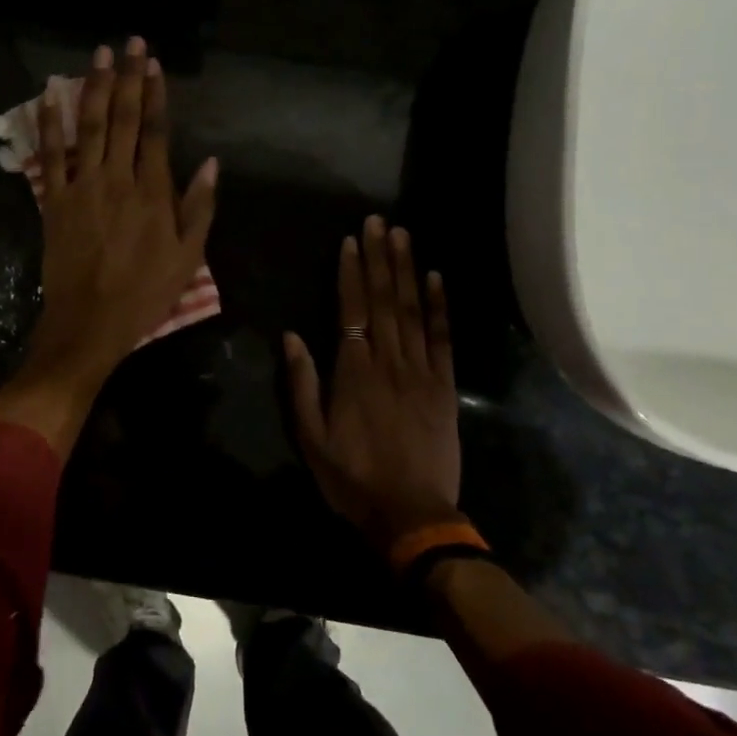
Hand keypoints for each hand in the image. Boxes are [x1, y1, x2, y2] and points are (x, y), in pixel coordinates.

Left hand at [0, 38, 217, 456]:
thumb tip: (211, 162)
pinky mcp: (54, 201)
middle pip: (122, 119)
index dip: (155, 94)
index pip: (155, 131)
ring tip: (99, 55)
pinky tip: (51, 96)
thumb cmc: (144, 295)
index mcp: (153, 193)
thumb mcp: (187, 259)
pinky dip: (51, 125)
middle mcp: (117, 180)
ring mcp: (82, 187)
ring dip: (94, 87)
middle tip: (130, 41)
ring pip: (88, 127)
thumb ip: (199, 208)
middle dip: (128, 77)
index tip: (154, 63)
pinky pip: (51, 156)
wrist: (88, 324)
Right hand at [284, 217, 463, 553]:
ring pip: (412, 311)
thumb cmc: (352, 477)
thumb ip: (302, 384)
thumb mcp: (311, 436)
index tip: (350, 241)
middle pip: (384, 301)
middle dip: (379, 258)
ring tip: (402, 236)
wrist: (411, 514)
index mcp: (354, 372)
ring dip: (406, 270)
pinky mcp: (444, 387)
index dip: (351, 273)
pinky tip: (435, 278)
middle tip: (378, 221)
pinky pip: (442, 339)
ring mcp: (421, 372)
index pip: (351, 310)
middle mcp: (389, 362)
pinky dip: (439, 306)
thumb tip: (292, 336)